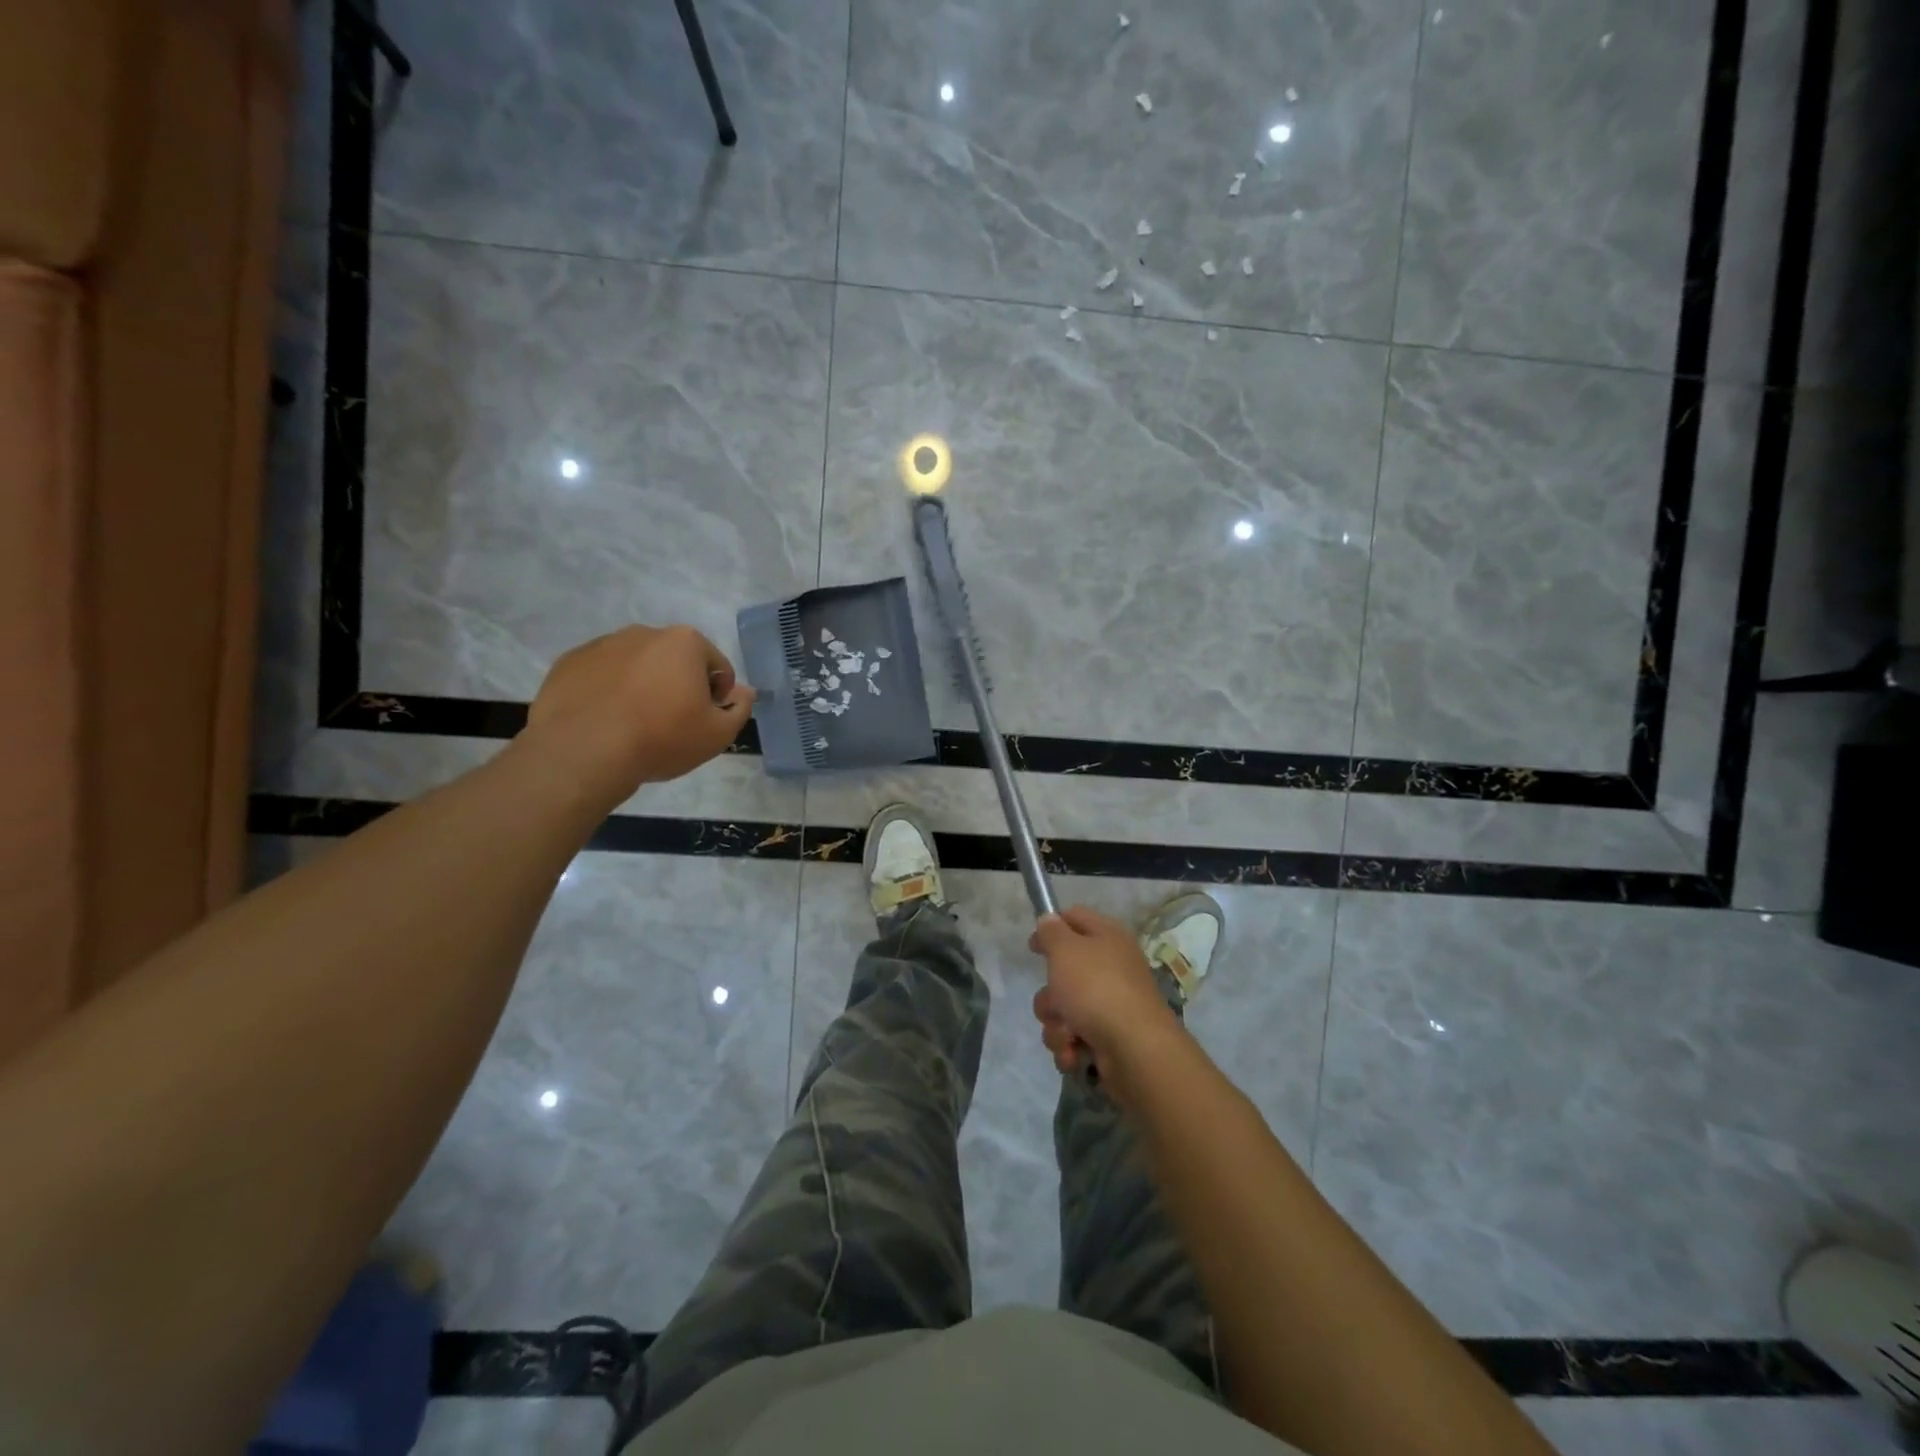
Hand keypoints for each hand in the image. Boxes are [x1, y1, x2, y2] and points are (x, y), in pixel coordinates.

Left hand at [524, 625, 755, 805]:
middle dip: (678, 686)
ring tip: (634, 724)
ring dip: (643, 686)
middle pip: (675, 661)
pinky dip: (608, 692)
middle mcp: (644, 633)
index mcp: (685, 642)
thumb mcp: (717, 735)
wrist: (584, 752)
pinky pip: (601, 675)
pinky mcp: (570, 662)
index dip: (718, 697)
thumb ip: (740, 709)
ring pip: (636, 666)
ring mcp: (602, 645)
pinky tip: (606, 722)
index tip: (704, 722)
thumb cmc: (661, 738)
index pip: (717, 666)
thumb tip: (745, 692)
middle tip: (671, 724)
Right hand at [1029, 906, 1181, 1093]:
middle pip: (1064, 972)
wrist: (1134, 1049)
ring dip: (1057, 1024)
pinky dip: (1070, 1046)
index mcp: (1107, 937)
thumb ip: (1052, 931)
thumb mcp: (1065, 950)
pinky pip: (1073, 1037)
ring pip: (1063, 1009)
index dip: (1051, 927)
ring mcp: (1110, 1005)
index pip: (1075, 918)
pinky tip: (1075, 1052)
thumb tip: (1049, 920)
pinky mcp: (1107, 1037)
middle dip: (1050, 994)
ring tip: (1068, 1033)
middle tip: (1056, 999)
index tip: (1032, 946)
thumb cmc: (1096, 988)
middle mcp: (1110, 967)